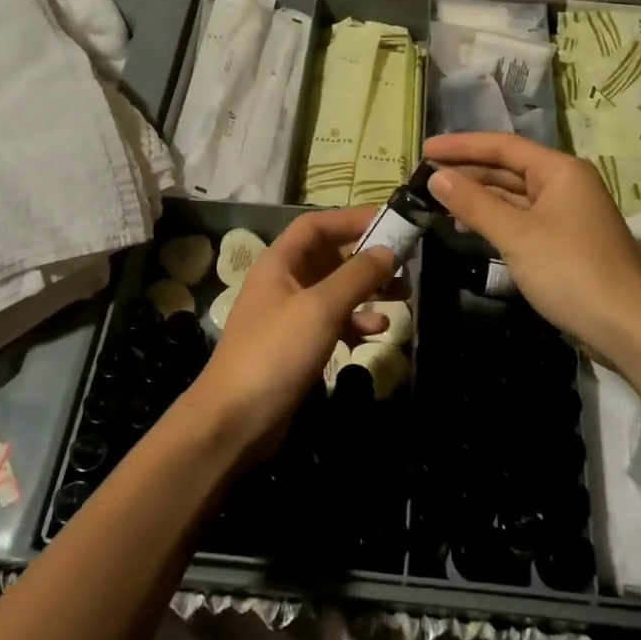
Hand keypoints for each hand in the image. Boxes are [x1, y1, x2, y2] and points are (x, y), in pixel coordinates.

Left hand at [177, 208, 395, 463]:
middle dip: (367, 257)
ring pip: (335, 290)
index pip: (317, 225)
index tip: (391, 222)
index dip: (352, 218)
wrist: (234, 421)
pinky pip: (332, 321)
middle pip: (329, 256)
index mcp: (279, 262)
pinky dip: (355, 322)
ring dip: (367, 290)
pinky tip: (378, 331)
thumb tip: (388, 250)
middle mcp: (283, 281)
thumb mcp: (320, 309)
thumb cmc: (276, 353)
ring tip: (404, 296)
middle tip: (405, 263)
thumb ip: (356, 276)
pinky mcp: (297, 345)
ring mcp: (289, 314)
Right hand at [422, 132, 640, 362]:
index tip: (424, 150)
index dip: (461, 146)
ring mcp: (567, 214)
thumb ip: (474, 203)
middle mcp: (566, 184)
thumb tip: (436, 177)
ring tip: (438, 203)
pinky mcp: (565, 242)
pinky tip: (468, 228)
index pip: (503, 146)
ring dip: (478, 198)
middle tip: (424, 178)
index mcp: (560, 170)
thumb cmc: (571, 271)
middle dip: (467, 172)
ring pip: (514, 196)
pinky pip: (522, 219)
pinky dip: (495, 220)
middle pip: (508, 168)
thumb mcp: (516, 235)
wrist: (629, 328)